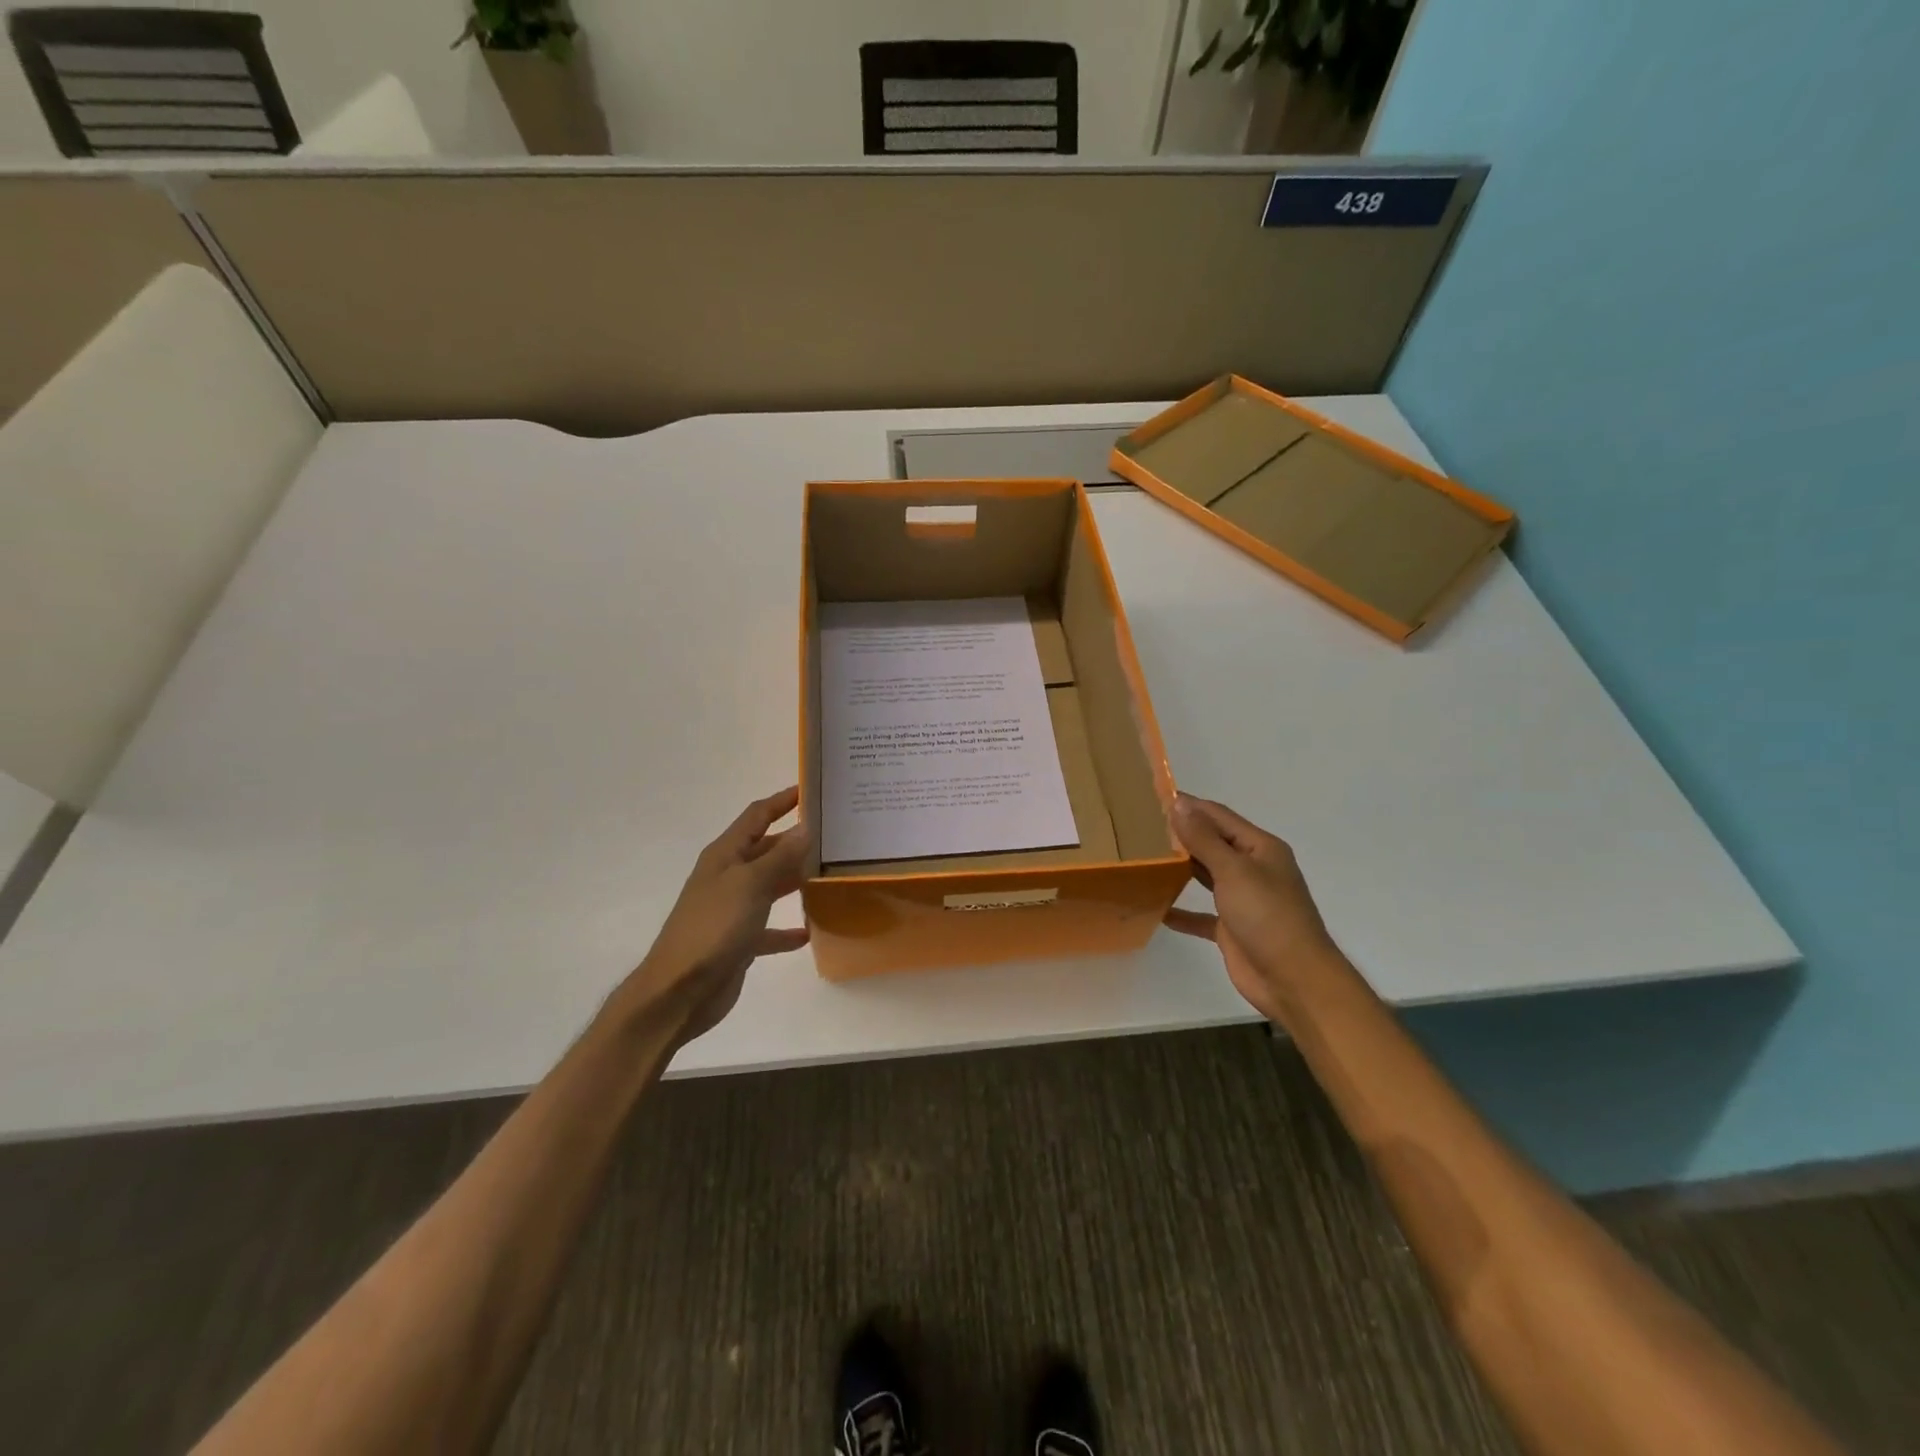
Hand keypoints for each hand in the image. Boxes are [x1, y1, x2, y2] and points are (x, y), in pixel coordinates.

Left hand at [615, 786, 810, 1046]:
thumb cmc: (713, 928)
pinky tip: (808, 932)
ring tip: (830, 874)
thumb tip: (805, 827)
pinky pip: (768, 929)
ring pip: (769, 886)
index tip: (811, 790)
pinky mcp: (738, 941)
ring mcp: (731, 910)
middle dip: (795, 840)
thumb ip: (780, 857)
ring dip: (794, 880)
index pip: (756, 816)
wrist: (679, 991)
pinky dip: (786, 929)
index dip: (782, 801)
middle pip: (765, 849)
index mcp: (725, 856)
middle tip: (833, 835)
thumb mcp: (750, 885)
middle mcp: (727, 877)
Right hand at [1165, 793, 1343, 1022]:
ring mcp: (1242, 899)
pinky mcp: (1231, 928)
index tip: (1153, 797)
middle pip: (1212, 843)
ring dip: (1179, 868)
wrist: (1294, 980)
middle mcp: (1252, 869)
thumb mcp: (1233, 870)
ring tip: (1144, 858)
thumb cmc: (1267, 916)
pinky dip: (1182, 911)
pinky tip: (1157, 909)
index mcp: (1260, 848)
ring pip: (1206, 875)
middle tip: (1140, 826)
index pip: (1218, 816)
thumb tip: (1179, 803)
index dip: (1189, 805)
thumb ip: (1203, 838)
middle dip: (1181, 835)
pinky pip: (1201, 915)